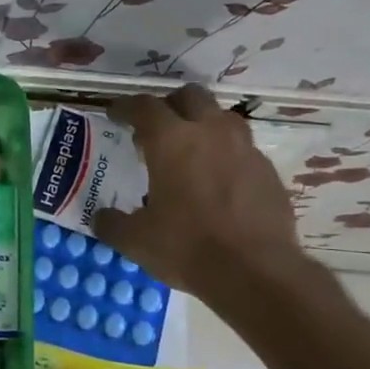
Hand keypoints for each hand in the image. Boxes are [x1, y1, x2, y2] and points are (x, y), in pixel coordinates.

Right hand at [91, 84, 314, 301]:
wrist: (256, 272)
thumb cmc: (187, 248)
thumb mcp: (135, 240)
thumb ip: (112, 223)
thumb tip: (101, 217)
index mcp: (171, 141)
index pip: (144, 107)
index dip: (126, 107)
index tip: (115, 114)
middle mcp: (211, 132)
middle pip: (190, 96)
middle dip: (169, 105)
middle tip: (155, 128)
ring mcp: (245, 149)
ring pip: (222, 117)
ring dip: (202, 124)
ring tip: (189, 149)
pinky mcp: (268, 171)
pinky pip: (242, 149)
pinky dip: (225, 154)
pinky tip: (217, 181)